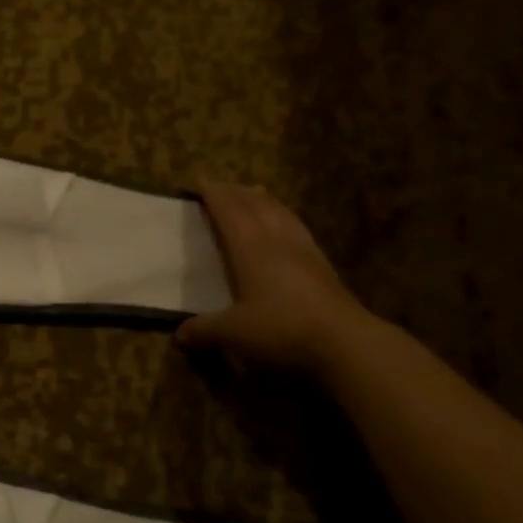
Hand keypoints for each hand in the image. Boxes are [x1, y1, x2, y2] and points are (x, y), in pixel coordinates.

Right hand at [177, 180, 364, 371]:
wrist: (343, 340)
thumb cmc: (281, 328)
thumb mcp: (233, 333)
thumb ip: (204, 330)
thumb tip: (179, 335)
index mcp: (251, 248)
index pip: (229, 212)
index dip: (214, 195)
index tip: (198, 181)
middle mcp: (277, 240)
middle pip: (255, 206)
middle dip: (236, 192)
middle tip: (220, 186)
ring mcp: (303, 250)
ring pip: (280, 213)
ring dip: (263, 200)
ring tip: (254, 194)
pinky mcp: (321, 264)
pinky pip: (297, 228)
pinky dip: (283, 217)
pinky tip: (286, 225)